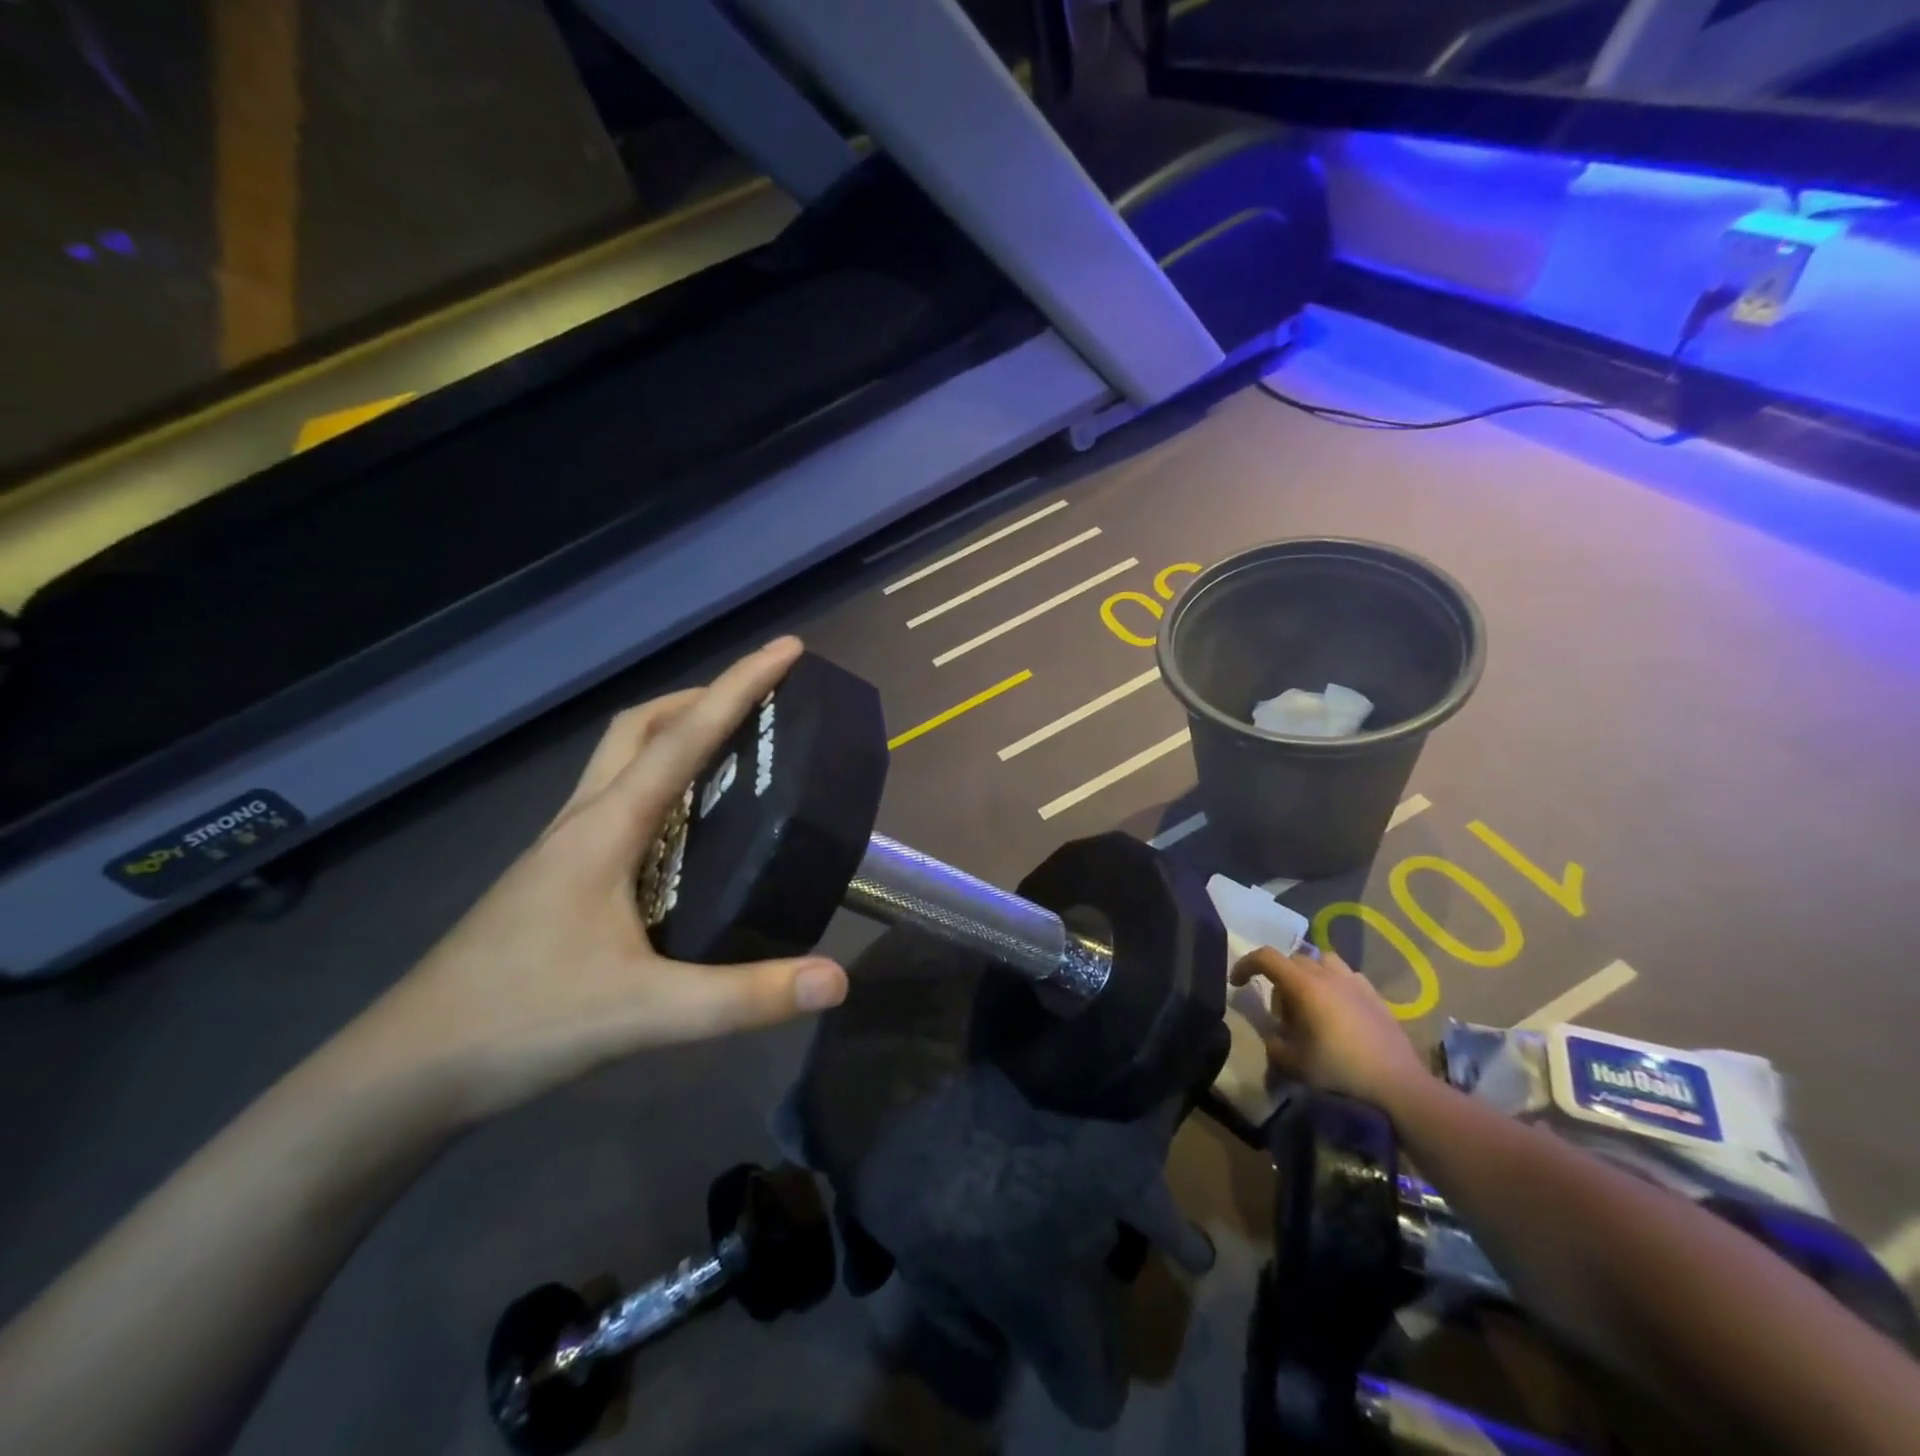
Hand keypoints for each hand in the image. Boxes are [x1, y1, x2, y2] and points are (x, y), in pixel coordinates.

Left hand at [355, 637, 848, 1120]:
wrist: (406, 1072)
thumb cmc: (521, 1024)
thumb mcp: (646, 1013)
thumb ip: (745, 997)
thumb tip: (838, 979)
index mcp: (606, 828)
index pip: (683, 737)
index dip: (740, 686)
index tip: (788, 650)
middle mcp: (582, 821)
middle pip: (639, 728)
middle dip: (701, 698)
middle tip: (759, 703)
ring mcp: (561, 848)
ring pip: (622, 762)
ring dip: (675, 736)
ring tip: (732, 754)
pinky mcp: (555, 877)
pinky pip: (616, 802)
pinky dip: (659, 785)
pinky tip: (685, 830)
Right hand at [1230, 947, 1426, 1106]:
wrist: (1398, 1086)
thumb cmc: (1340, 1072)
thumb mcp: (1294, 1063)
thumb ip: (1275, 1045)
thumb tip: (1274, 1037)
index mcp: (1304, 986)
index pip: (1266, 958)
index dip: (1246, 965)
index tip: (1237, 983)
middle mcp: (1328, 976)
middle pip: (1293, 960)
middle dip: (1279, 979)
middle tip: (1281, 1013)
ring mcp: (1355, 983)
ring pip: (1322, 962)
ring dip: (1308, 976)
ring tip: (1310, 1005)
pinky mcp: (1376, 996)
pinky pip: (1347, 977)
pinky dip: (1334, 985)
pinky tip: (1339, 1012)